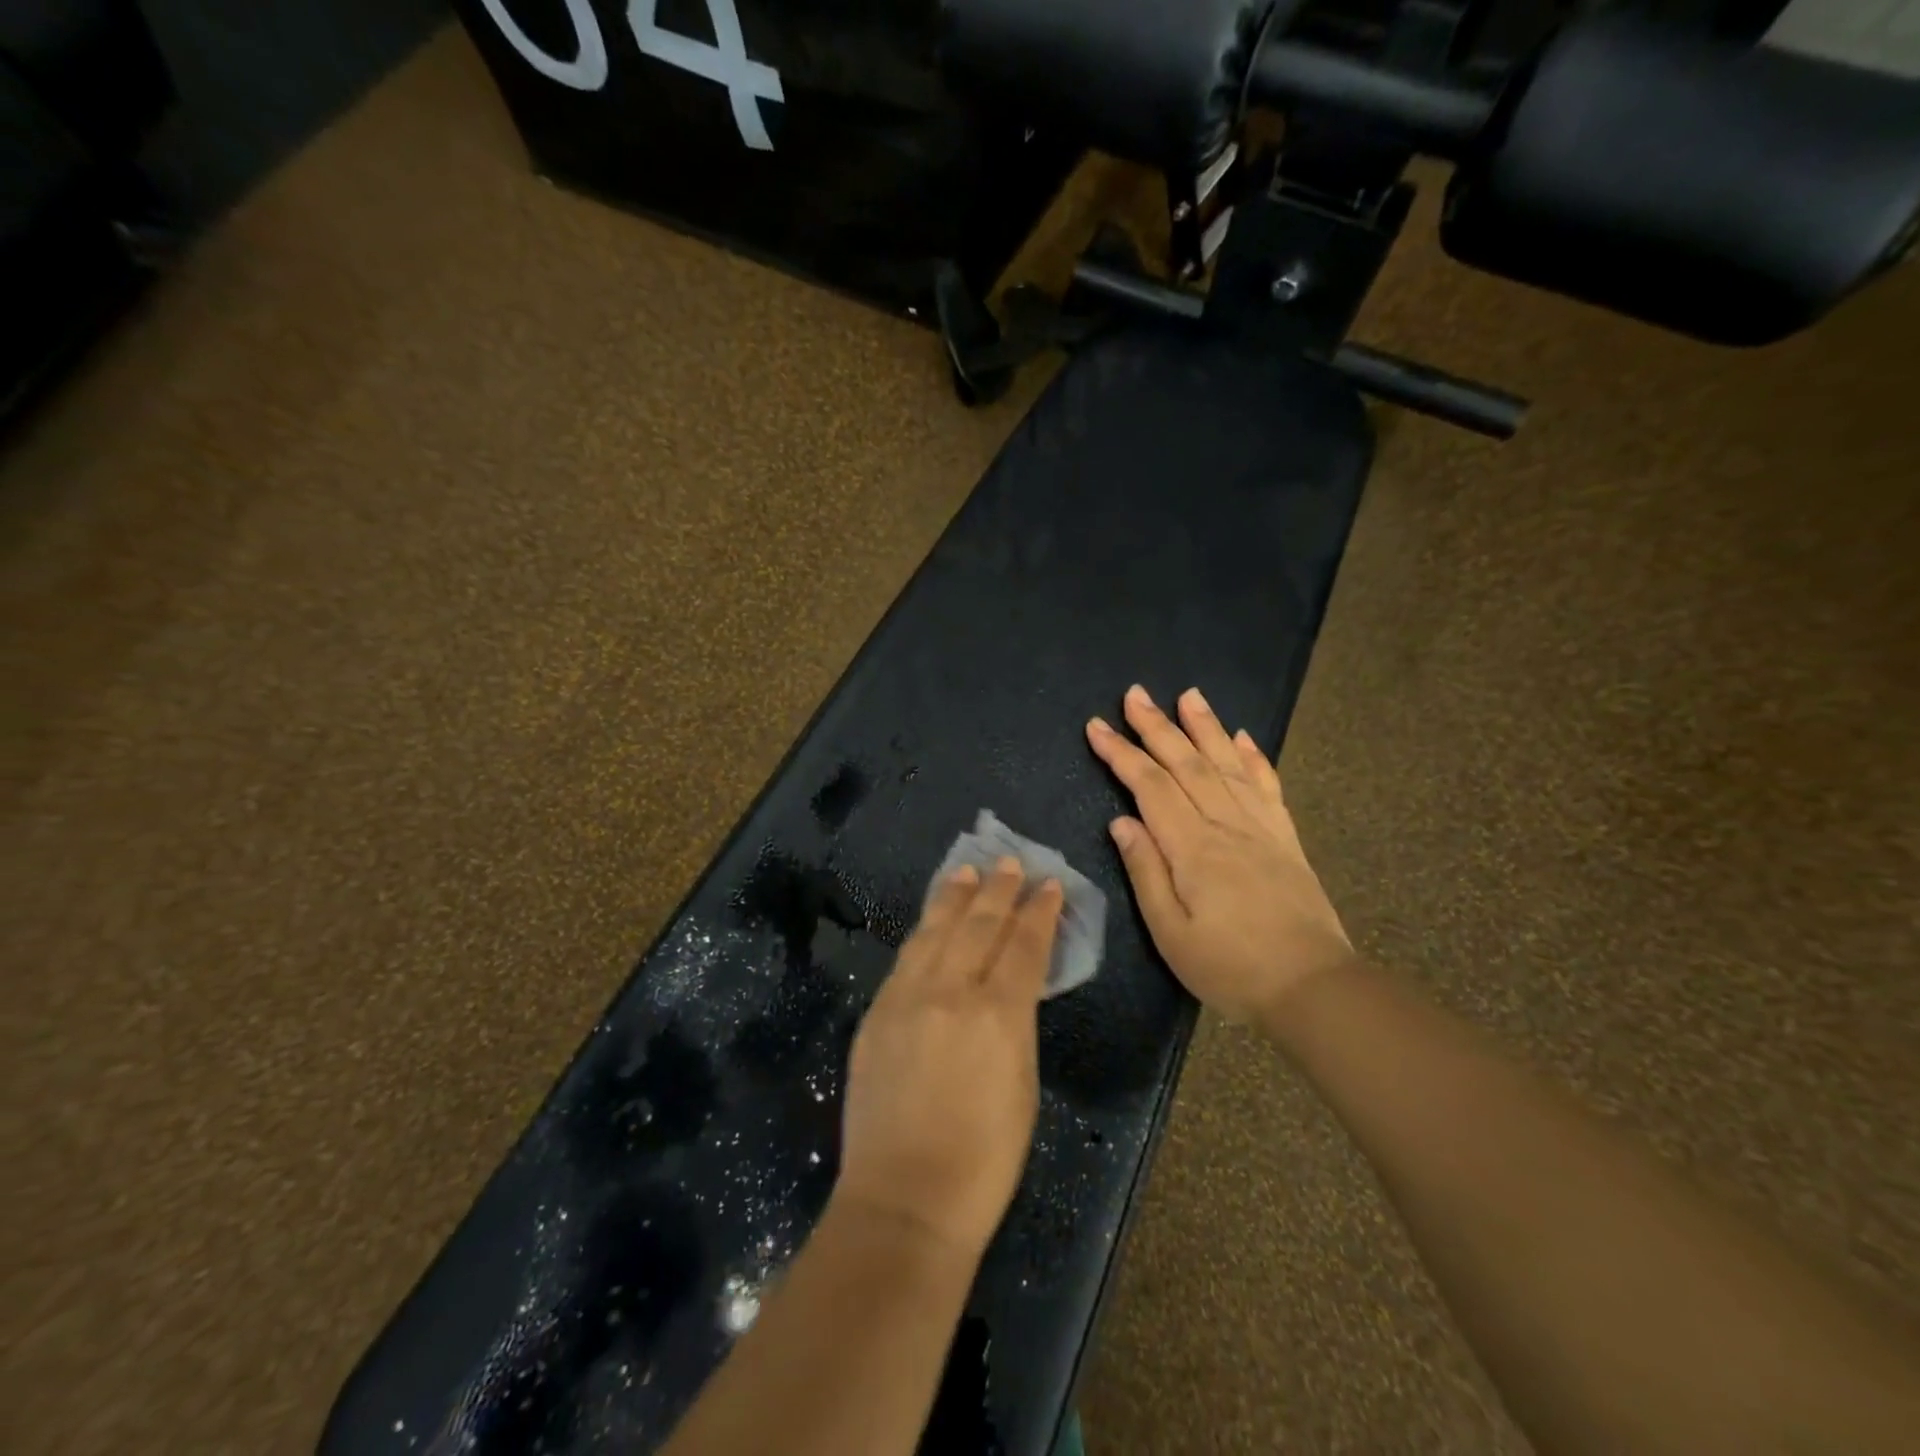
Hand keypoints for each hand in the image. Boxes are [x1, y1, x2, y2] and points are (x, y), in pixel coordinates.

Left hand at [834, 858, 1062, 1261]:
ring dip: (955, 898)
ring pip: (935, 931)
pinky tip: (931, 920)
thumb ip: (1016, 1024)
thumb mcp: (1022, 1085)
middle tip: (1010, 863)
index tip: (1049, 886)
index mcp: (999, 1014)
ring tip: (967, 873)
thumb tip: (1012, 988)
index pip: (1024, 945)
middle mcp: (951, 992)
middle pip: (979, 925)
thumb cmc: (984, 1159)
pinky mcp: (877, 1012)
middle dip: (998, 890)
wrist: (904, 1199)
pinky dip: (923, 931)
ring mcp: (907, 998)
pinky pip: (906, 957)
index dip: (1039, 912)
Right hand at [1087, 684, 1353, 1023]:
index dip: (1121, 753)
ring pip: (1227, 765)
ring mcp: (1261, 828)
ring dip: (1204, 727)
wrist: (1315, 989)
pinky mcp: (1286, 839)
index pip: (1150, 786)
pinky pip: (1267, 787)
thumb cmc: (1231, 968)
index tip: (1096, 726)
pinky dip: (1253, 758)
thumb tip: (1122, 821)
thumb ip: (1146, 872)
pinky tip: (1241, 737)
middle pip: (1186, 764)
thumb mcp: (1171, 934)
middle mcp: (1227, 825)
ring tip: (1189, 694)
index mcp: (1193, 848)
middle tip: (1135, 693)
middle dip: (1157, 726)